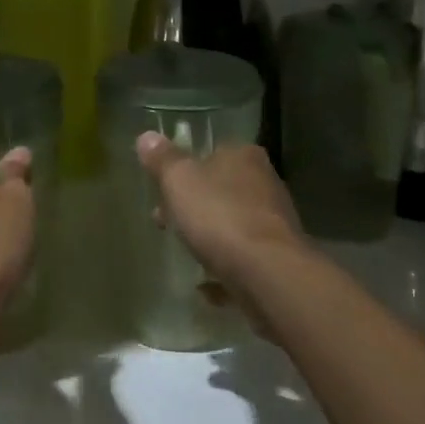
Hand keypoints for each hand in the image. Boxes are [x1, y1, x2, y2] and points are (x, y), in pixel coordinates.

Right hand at [134, 134, 304, 290]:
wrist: (269, 275)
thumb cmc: (220, 216)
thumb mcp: (179, 180)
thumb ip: (162, 160)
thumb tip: (147, 136)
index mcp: (244, 157)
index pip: (212, 152)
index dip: (185, 170)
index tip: (162, 189)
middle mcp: (265, 185)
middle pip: (221, 190)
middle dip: (193, 206)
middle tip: (164, 222)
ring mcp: (274, 225)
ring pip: (233, 224)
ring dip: (210, 236)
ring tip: (184, 252)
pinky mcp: (277, 261)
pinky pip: (242, 261)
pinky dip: (224, 269)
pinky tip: (205, 287)